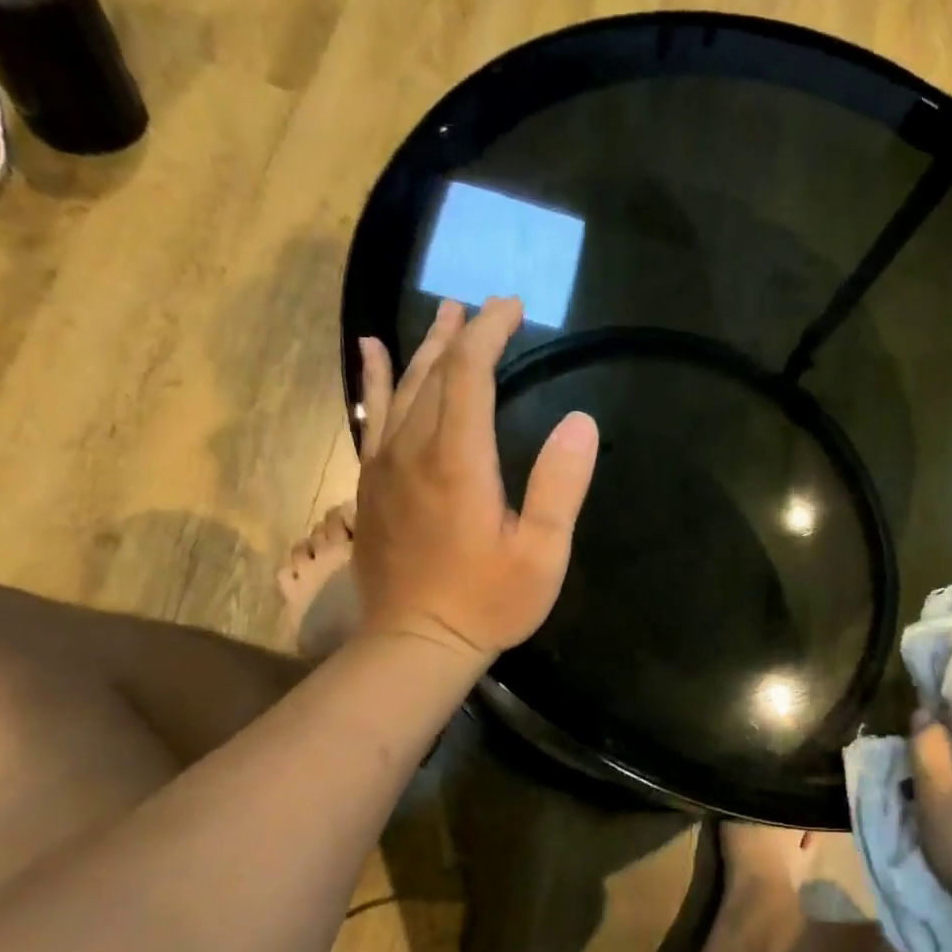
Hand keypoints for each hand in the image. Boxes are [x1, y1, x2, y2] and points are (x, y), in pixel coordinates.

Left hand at [352, 296, 598, 662]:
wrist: (415, 644)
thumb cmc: (488, 602)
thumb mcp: (542, 554)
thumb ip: (560, 486)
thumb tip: (580, 421)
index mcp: (459, 461)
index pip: (470, 374)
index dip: (490, 333)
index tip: (512, 308)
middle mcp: (414, 450)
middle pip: (434, 373)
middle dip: (462, 334)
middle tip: (485, 306)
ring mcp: (384, 467)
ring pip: (403, 389)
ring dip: (425, 348)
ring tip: (442, 315)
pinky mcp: (371, 485)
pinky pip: (373, 418)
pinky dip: (375, 381)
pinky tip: (371, 354)